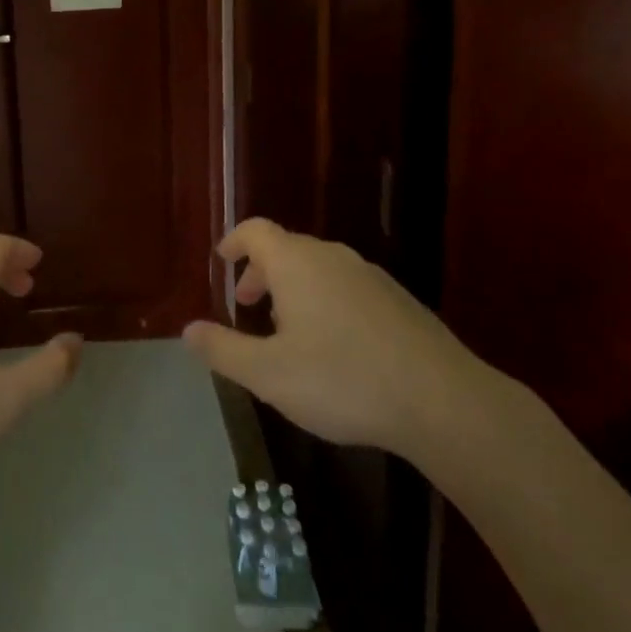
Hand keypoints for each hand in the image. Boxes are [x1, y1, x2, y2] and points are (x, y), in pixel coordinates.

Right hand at [183, 218, 486, 464]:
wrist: (442, 401)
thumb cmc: (342, 380)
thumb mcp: (269, 374)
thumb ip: (223, 349)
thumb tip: (188, 330)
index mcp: (296, 263)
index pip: (255, 231)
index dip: (234, 241)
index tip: (222, 261)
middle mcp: (332, 257)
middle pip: (286, 248)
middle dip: (261, 273)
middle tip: (248, 306)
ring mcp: (370, 276)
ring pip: (319, 269)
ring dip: (294, 289)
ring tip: (288, 332)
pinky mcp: (398, 300)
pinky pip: (347, 287)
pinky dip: (326, 301)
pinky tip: (335, 347)